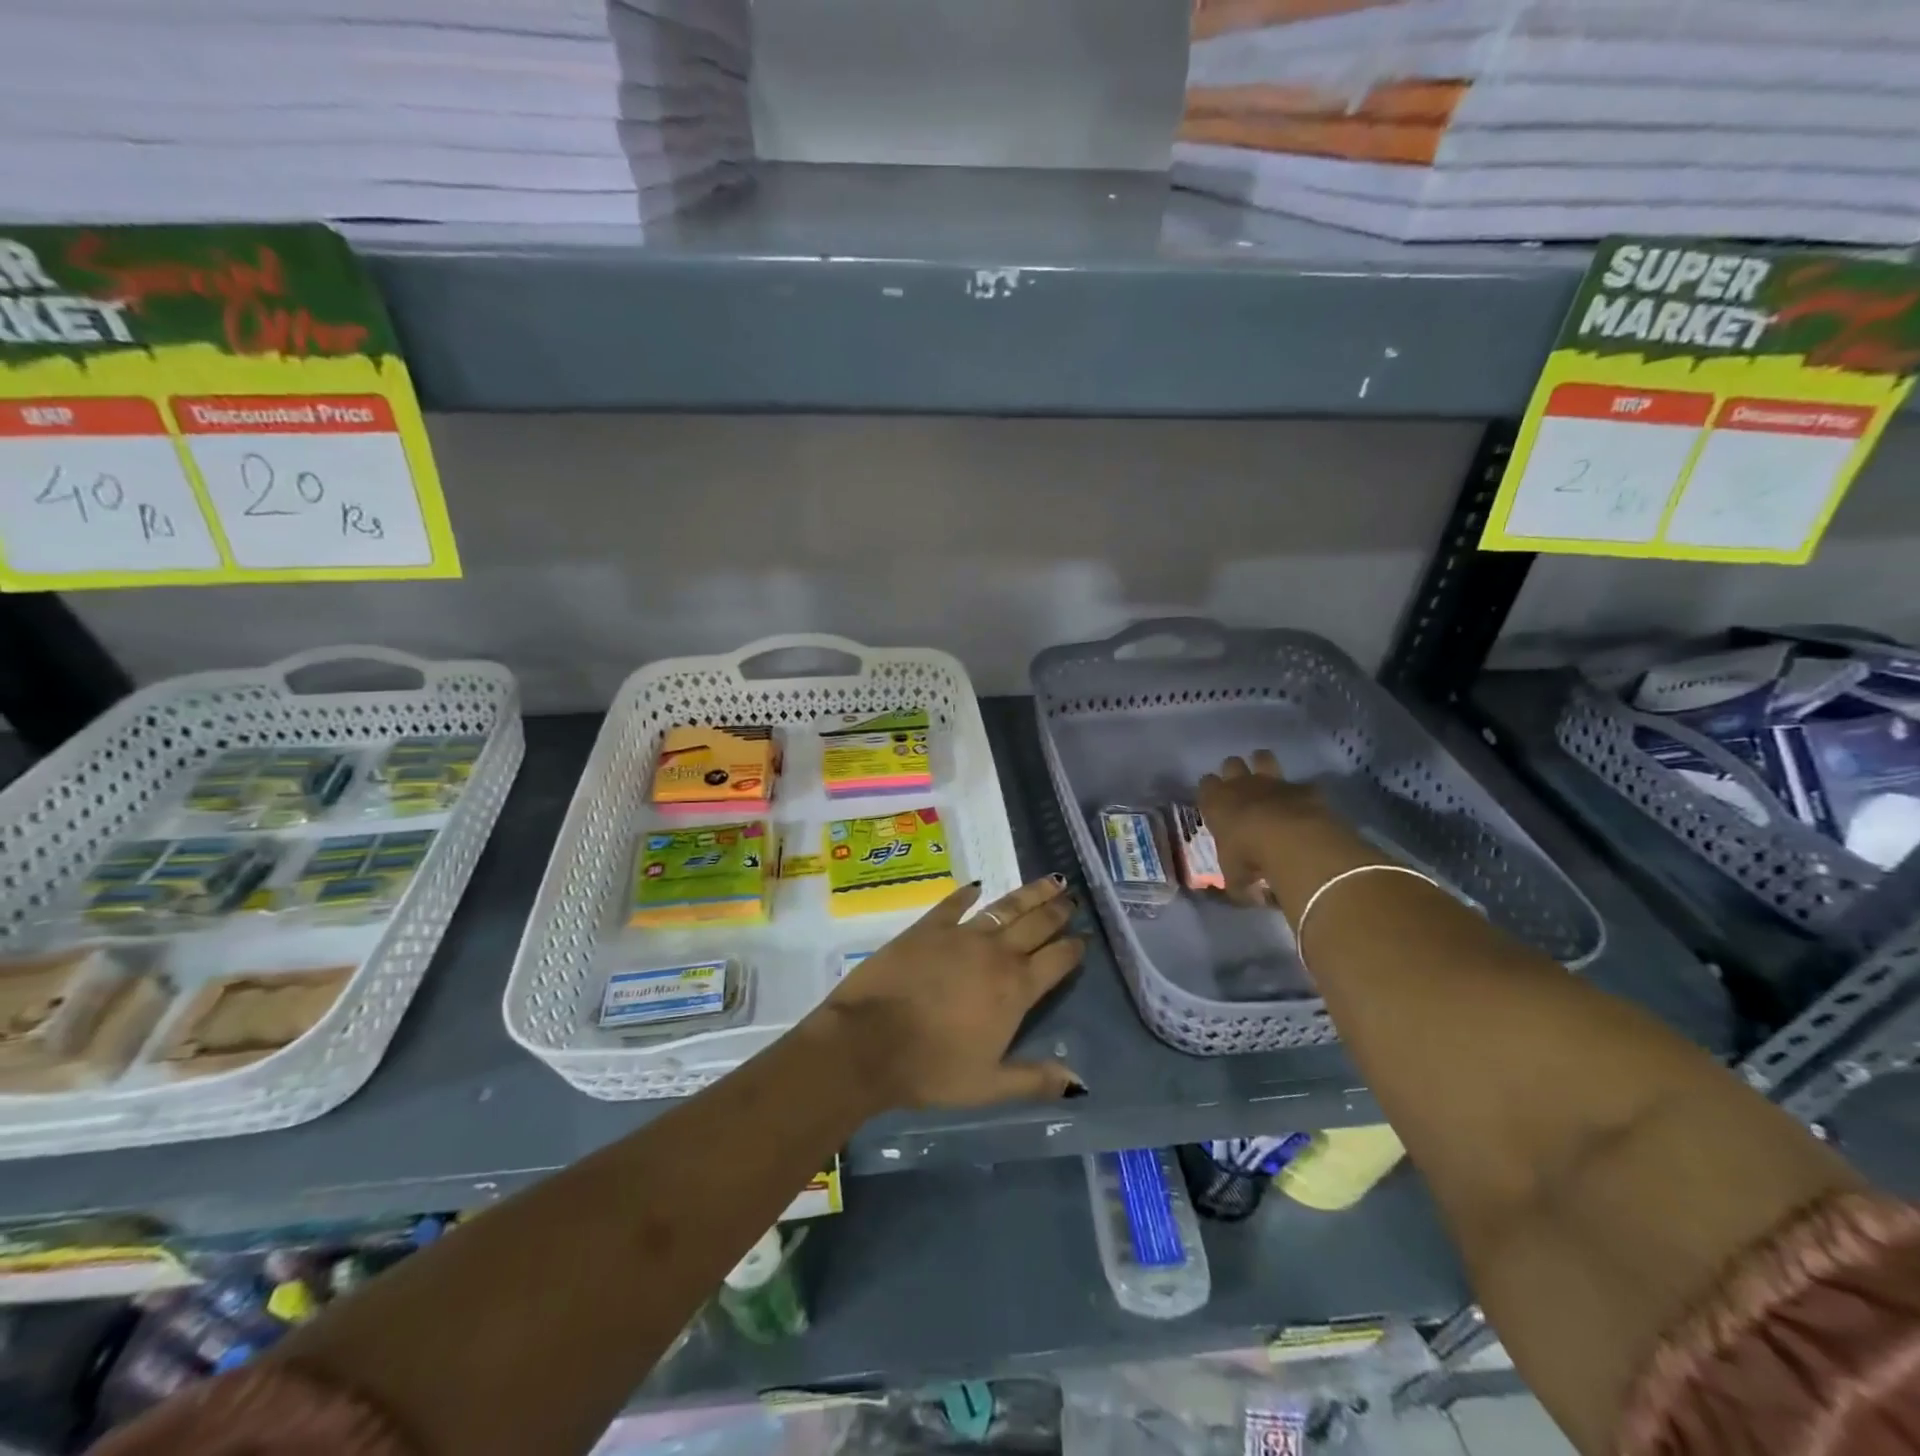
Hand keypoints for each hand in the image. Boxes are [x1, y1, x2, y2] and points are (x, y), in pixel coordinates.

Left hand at [817, 876, 1086, 1108]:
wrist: (869, 1041)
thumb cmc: (932, 1069)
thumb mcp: (988, 1085)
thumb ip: (1035, 1080)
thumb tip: (1079, 1082)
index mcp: (1015, 989)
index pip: (1056, 960)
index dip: (1073, 948)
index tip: (1085, 937)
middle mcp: (995, 954)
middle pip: (1036, 925)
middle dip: (1057, 911)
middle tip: (1073, 898)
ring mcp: (961, 935)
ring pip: (1005, 907)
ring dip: (1030, 894)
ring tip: (1050, 881)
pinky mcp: (927, 927)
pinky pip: (954, 905)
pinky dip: (967, 895)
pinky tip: (977, 886)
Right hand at [1198, 750, 1375, 907]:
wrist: (1293, 843)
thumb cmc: (1250, 858)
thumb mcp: (1234, 879)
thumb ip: (1237, 883)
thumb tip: (1244, 894)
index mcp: (1216, 802)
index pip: (1205, 784)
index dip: (1210, 791)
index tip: (1215, 804)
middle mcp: (1241, 785)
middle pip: (1231, 763)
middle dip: (1235, 772)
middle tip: (1241, 791)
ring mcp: (1274, 783)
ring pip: (1263, 757)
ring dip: (1264, 766)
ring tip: (1268, 783)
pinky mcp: (1304, 788)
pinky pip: (1301, 785)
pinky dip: (1302, 794)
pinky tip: (1305, 807)